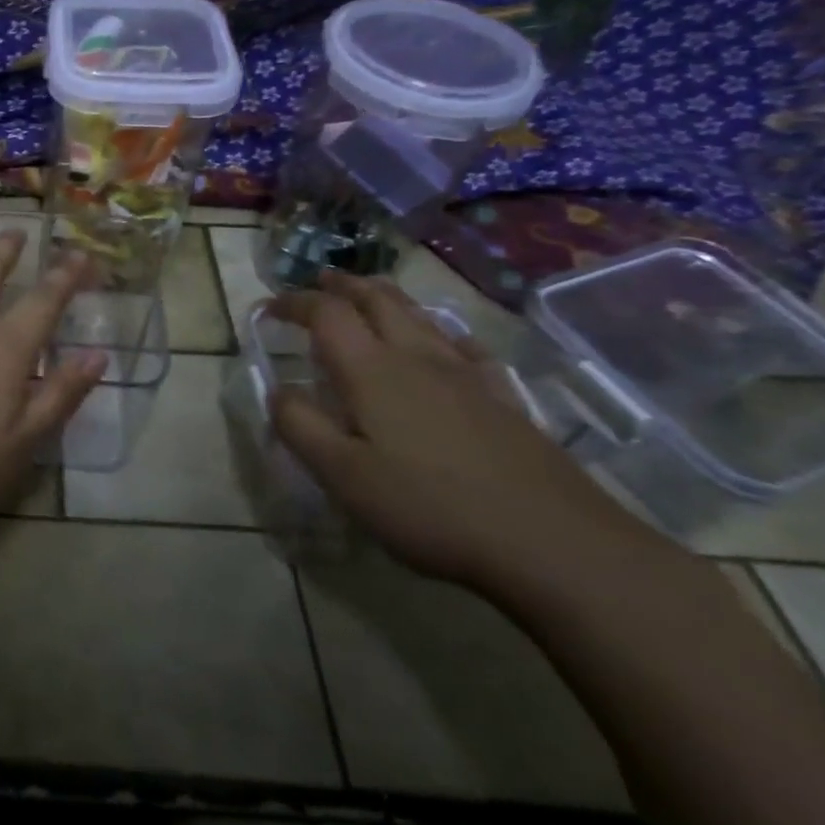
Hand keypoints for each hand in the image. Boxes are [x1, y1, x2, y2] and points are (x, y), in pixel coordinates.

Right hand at [267, 273, 646, 591]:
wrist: (555, 544)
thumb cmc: (430, 507)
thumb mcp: (342, 475)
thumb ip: (300, 426)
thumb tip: (277, 390)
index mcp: (371, 371)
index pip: (326, 314)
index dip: (294, 302)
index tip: (269, 307)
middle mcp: (417, 358)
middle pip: (378, 300)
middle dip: (343, 285)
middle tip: (320, 280)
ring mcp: (467, 376)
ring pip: (420, 316)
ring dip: (386, 297)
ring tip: (369, 294)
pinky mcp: (504, 399)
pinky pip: (466, 346)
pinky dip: (441, 331)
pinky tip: (446, 343)